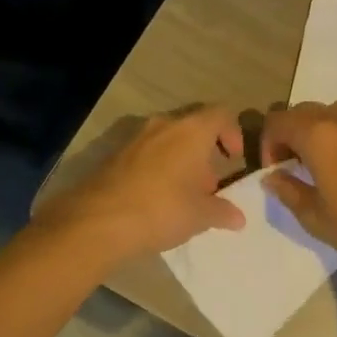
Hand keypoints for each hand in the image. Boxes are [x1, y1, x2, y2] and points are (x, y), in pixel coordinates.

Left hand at [41, 106, 246, 262]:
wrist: (98, 221)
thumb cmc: (162, 209)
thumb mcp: (201, 215)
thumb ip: (223, 212)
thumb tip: (238, 217)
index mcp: (191, 130)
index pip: (221, 114)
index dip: (233, 133)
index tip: (233, 160)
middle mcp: (164, 125)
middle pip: (193, 127)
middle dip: (204, 152)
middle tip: (209, 184)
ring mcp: (135, 138)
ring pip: (167, 140)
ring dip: (180, 160)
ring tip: (182, 194)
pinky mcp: (114, 155)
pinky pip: (146, 154)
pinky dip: (157, 168)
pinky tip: (156, 198)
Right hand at [260, 101, 336, 269]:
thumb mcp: (315, 217)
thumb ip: (288, 191)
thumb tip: (273, 177)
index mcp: (318, 136)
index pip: (279, 121)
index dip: (268, 143)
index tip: (276, 170)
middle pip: (305, 111)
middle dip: (292, 133)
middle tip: (294, 165)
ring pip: (334, 113)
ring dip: (320, 131)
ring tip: (324, 163)